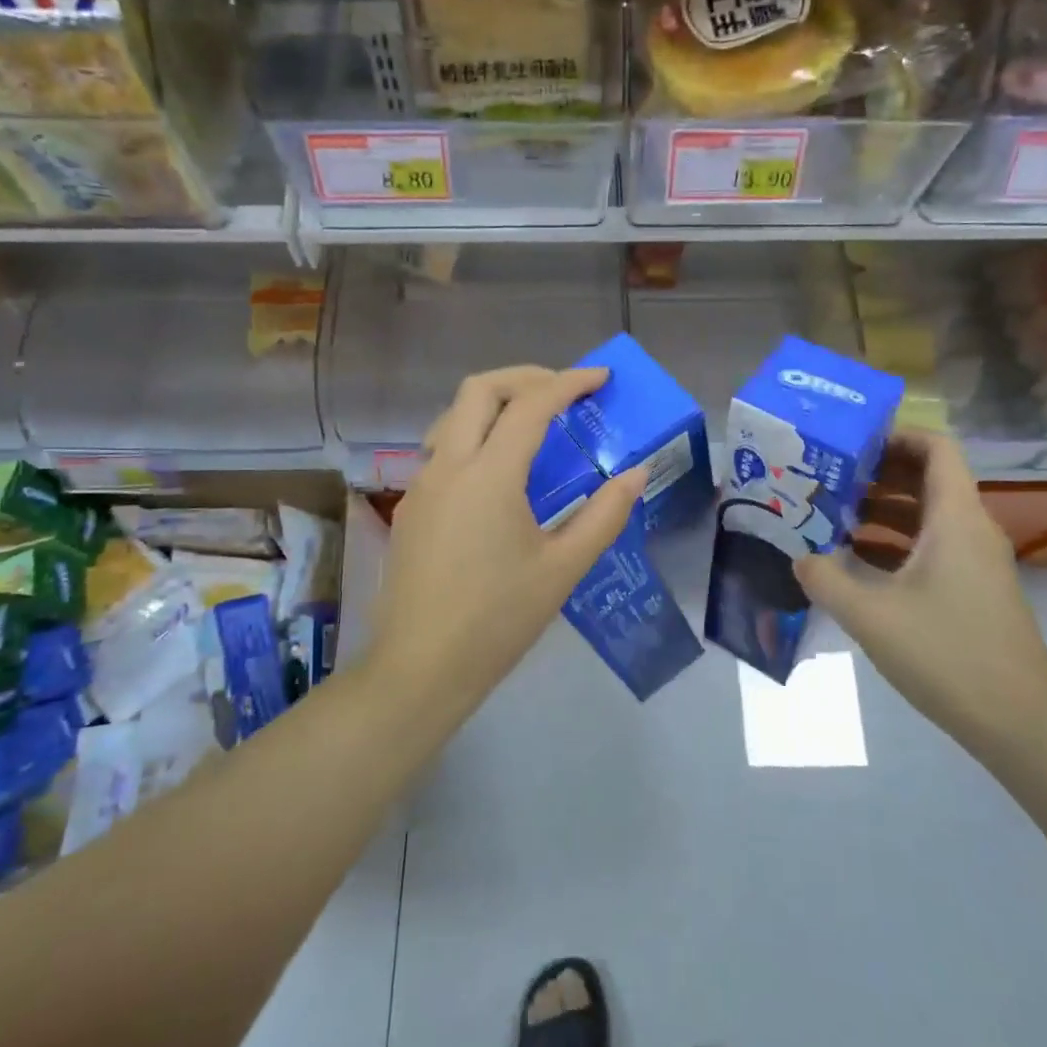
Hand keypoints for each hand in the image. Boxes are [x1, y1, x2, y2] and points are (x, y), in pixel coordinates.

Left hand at [368, 366, 647, 716]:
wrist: (420, 668)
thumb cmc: (498, 619)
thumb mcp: (563, 568)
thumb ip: (605, 515)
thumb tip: (636, 473)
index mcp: (488, 475)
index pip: (530, 405)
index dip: (569, 383)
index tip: (601, 378)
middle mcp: (448, 466)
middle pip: (478, 389)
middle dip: (524, 377)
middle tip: (563, 390)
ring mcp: (421, 484)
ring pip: (452, 415)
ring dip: (492, 403)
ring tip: (530, 423)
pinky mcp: (410, 507)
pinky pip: (441, 449)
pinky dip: (474, 435)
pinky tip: (497, 472)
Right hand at [794, 433, 1046, 755]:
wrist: (1019, 723)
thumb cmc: (947, 654)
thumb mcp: (870, 615)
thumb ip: (825, 579)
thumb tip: (799, 557)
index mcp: (955, 518)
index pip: (935, 448)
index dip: (895, 435)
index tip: (849, 443)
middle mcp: (970, 529)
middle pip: (927, 478)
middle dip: (876, 472)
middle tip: (826, 477)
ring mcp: (974, 561)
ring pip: (926, 514)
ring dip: (881, 509)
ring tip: (830, 515)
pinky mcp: (972, 589)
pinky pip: (930, 546)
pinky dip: (894, 542)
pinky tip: (854, 560)